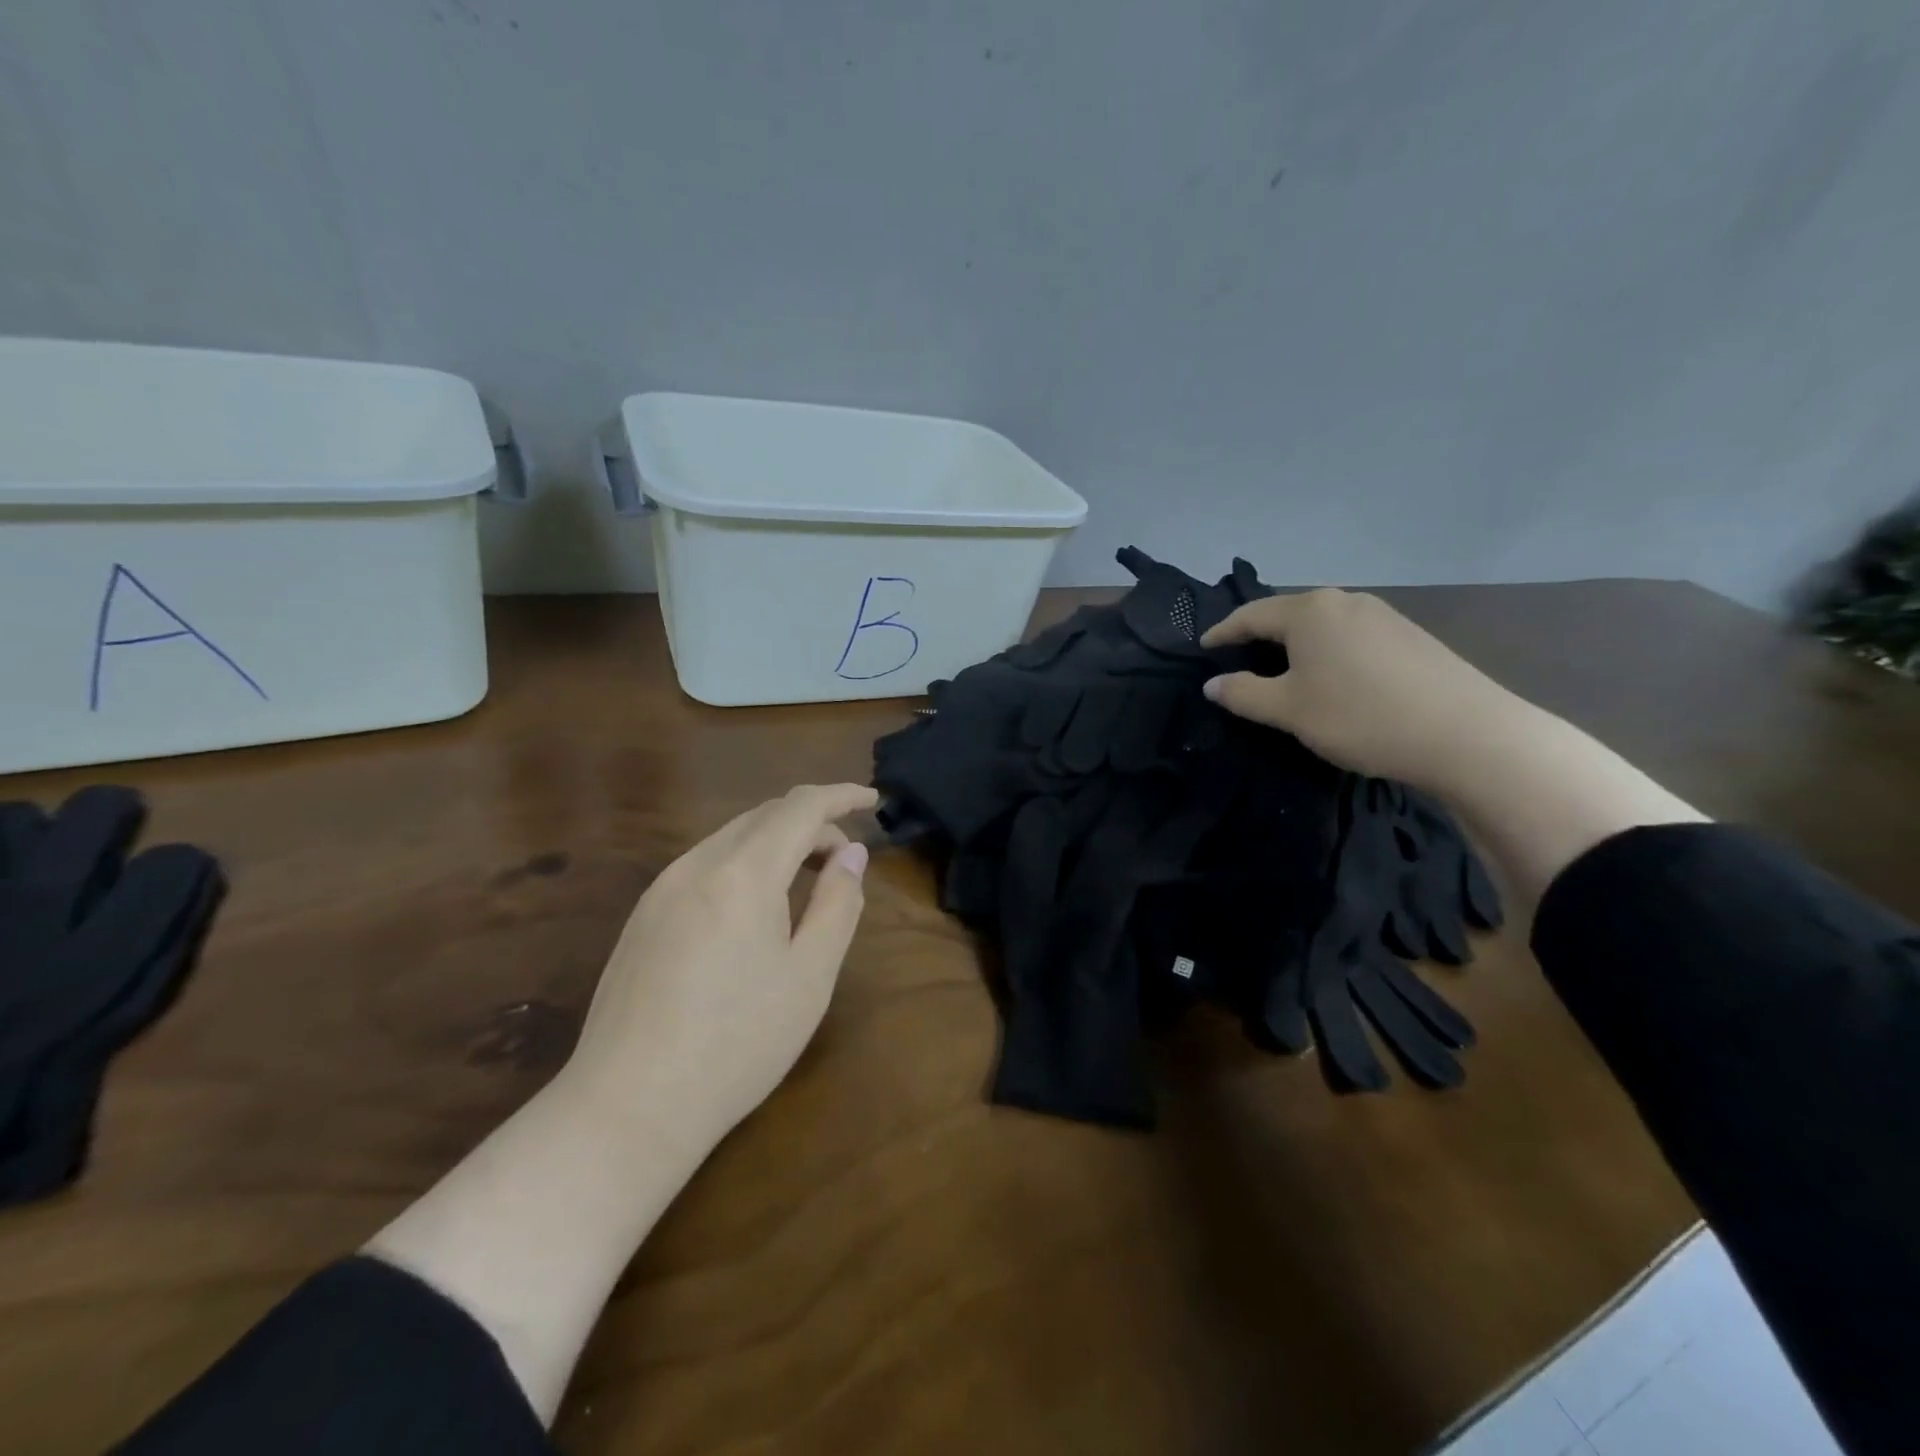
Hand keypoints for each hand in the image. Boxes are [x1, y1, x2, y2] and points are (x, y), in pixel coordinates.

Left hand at [565, 782, 877, 1156]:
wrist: (628, 1108)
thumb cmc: (738, 1044)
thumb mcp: (810, 976)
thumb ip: (838, 904)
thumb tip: (851, 855)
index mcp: (743, 873)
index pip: (800, 807)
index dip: (841, 796)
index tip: (873, 800)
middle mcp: (696, 865)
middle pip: (763, 815)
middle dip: (812, 823)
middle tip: (846, 859)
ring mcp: (661, 889)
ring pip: (731, 838)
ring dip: (777, 842)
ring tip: (807, 879)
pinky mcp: (642, 917)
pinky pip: (704, 864)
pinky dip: (745, 863)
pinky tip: (755, 907)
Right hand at [1201, 588, 1516, 790]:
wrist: (1465, 734)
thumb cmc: (1359, 716)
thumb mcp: (1288, 710)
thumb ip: (1243, 694)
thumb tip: (1212, 684)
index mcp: (1310, 611)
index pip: (1251, 615)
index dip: (1223, 632)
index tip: (1203, 648)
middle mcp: (1345, 601)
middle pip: (1289, 614)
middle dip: (1260, 635)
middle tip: (1239, 658)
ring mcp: (1383, 616)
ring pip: (1323, 625)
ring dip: (1296, 644)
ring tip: (1282, 669)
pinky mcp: (1410, 636)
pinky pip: (1351, 637)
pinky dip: (1328, 652)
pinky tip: (1332, 677)